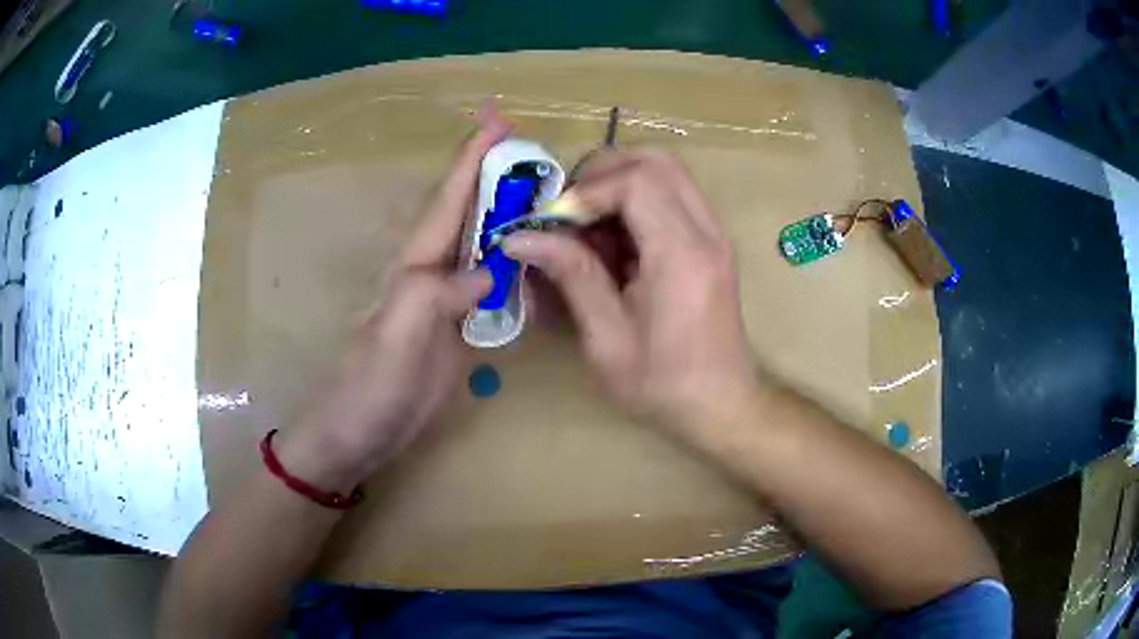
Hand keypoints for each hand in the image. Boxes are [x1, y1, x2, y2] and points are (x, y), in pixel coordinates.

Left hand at [277, 110, 510, 490]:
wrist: (366, 430)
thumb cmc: (371, 383)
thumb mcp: (396, 335)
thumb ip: (435, 294)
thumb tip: (487, 272)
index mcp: (417, 263)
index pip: (450, 199)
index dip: (472, 158)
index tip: (498, 121)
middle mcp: (436, 271)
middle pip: (472, 212)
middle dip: (499, 175)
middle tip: (538, 152)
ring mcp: (451, 300)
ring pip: (488, 247)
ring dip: (516, 218)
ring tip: (551, 199)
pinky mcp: (464, 328)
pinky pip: (499, 288)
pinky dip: (521, 270)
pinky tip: (544, 267)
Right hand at [503, 150, 760, 435]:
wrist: (722, 405)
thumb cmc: (664, 386)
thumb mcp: (607, 340)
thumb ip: (571, 277)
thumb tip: (520, 237)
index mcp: (682, 256)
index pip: (636, 181)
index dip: (587, 191)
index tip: (554, 223)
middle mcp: (706, 232)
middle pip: (656, 160)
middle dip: (603, 172)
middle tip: (569, 210)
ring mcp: (714, 233)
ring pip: (666, 170)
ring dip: (619, 183)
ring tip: (587, 227)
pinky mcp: (711, 242)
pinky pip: (672, 195)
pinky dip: (636, 201)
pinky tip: (614, 243)